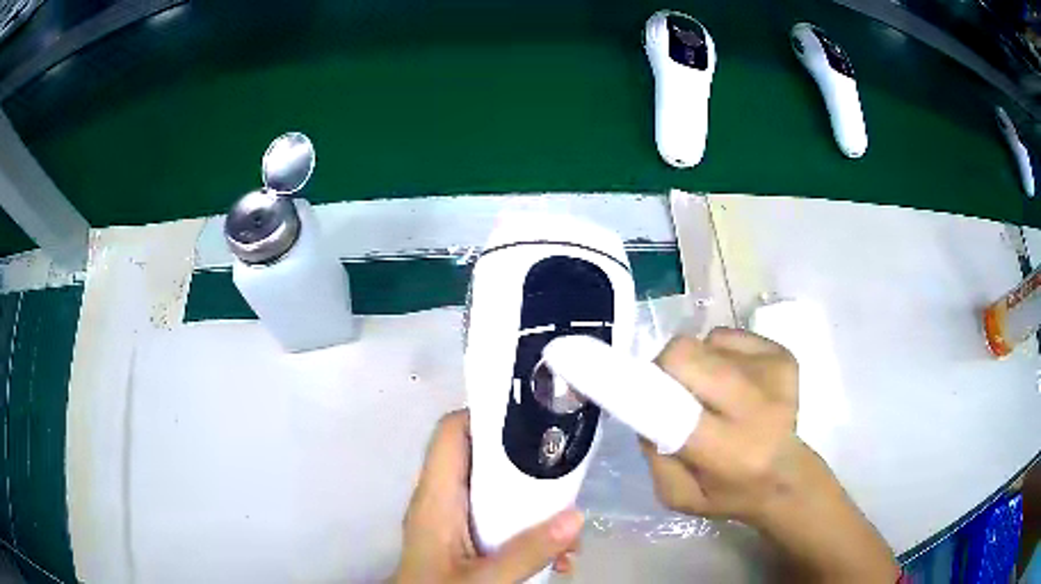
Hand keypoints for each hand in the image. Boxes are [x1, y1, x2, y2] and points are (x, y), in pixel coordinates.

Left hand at [394, 411, 582, 582]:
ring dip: (535, 508)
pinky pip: (499, 521)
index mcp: (436, 498)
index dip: (485, 415)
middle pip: (482, 459)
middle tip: (567, 479)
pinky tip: (556, 559)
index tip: (532, 419)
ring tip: (569, 535)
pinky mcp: (464, 539)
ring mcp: (453, 521)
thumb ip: (527, 551)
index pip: (450, 433)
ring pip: (496, 493)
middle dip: (527, 467)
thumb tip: (577, 516)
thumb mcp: (483, 578)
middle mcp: (442, 501)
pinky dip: (528, 532)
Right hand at [642, 327, 799, 522]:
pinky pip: (727, 338)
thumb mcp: (677, 496)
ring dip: (697, 364)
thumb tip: (645, 405)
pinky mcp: (782, 355)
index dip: (645, 386)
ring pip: (705, 343)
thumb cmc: (728, 494)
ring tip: (711, 395)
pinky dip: (719, 355)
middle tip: (670, 390)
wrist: (787, 479)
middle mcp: (756, 406)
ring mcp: (773, 373)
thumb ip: (655, 455)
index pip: (673, 398)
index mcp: (728, 450)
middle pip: (686, 353)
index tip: (631, 389)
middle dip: (667, 367)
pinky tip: (732, 383)